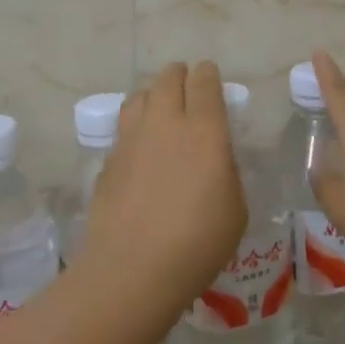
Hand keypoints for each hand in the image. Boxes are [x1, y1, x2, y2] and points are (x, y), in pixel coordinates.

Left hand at [84, 61, 246, 307]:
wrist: (133, 269)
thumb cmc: (198, 242)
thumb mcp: (235, 208)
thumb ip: (226, 170)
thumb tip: (214, 155)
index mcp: (204, 130)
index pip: (204, 82)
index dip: (208, 74)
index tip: (210, 76)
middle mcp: (165, 123)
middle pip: (168, 79)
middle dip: (179, 76)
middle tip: (186, 85)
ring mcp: (132, 138)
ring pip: (140, 96)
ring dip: (153, 95)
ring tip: (159, 109)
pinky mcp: (109, 159)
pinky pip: (124, 128)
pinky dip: (135, 127)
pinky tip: (140, 148)